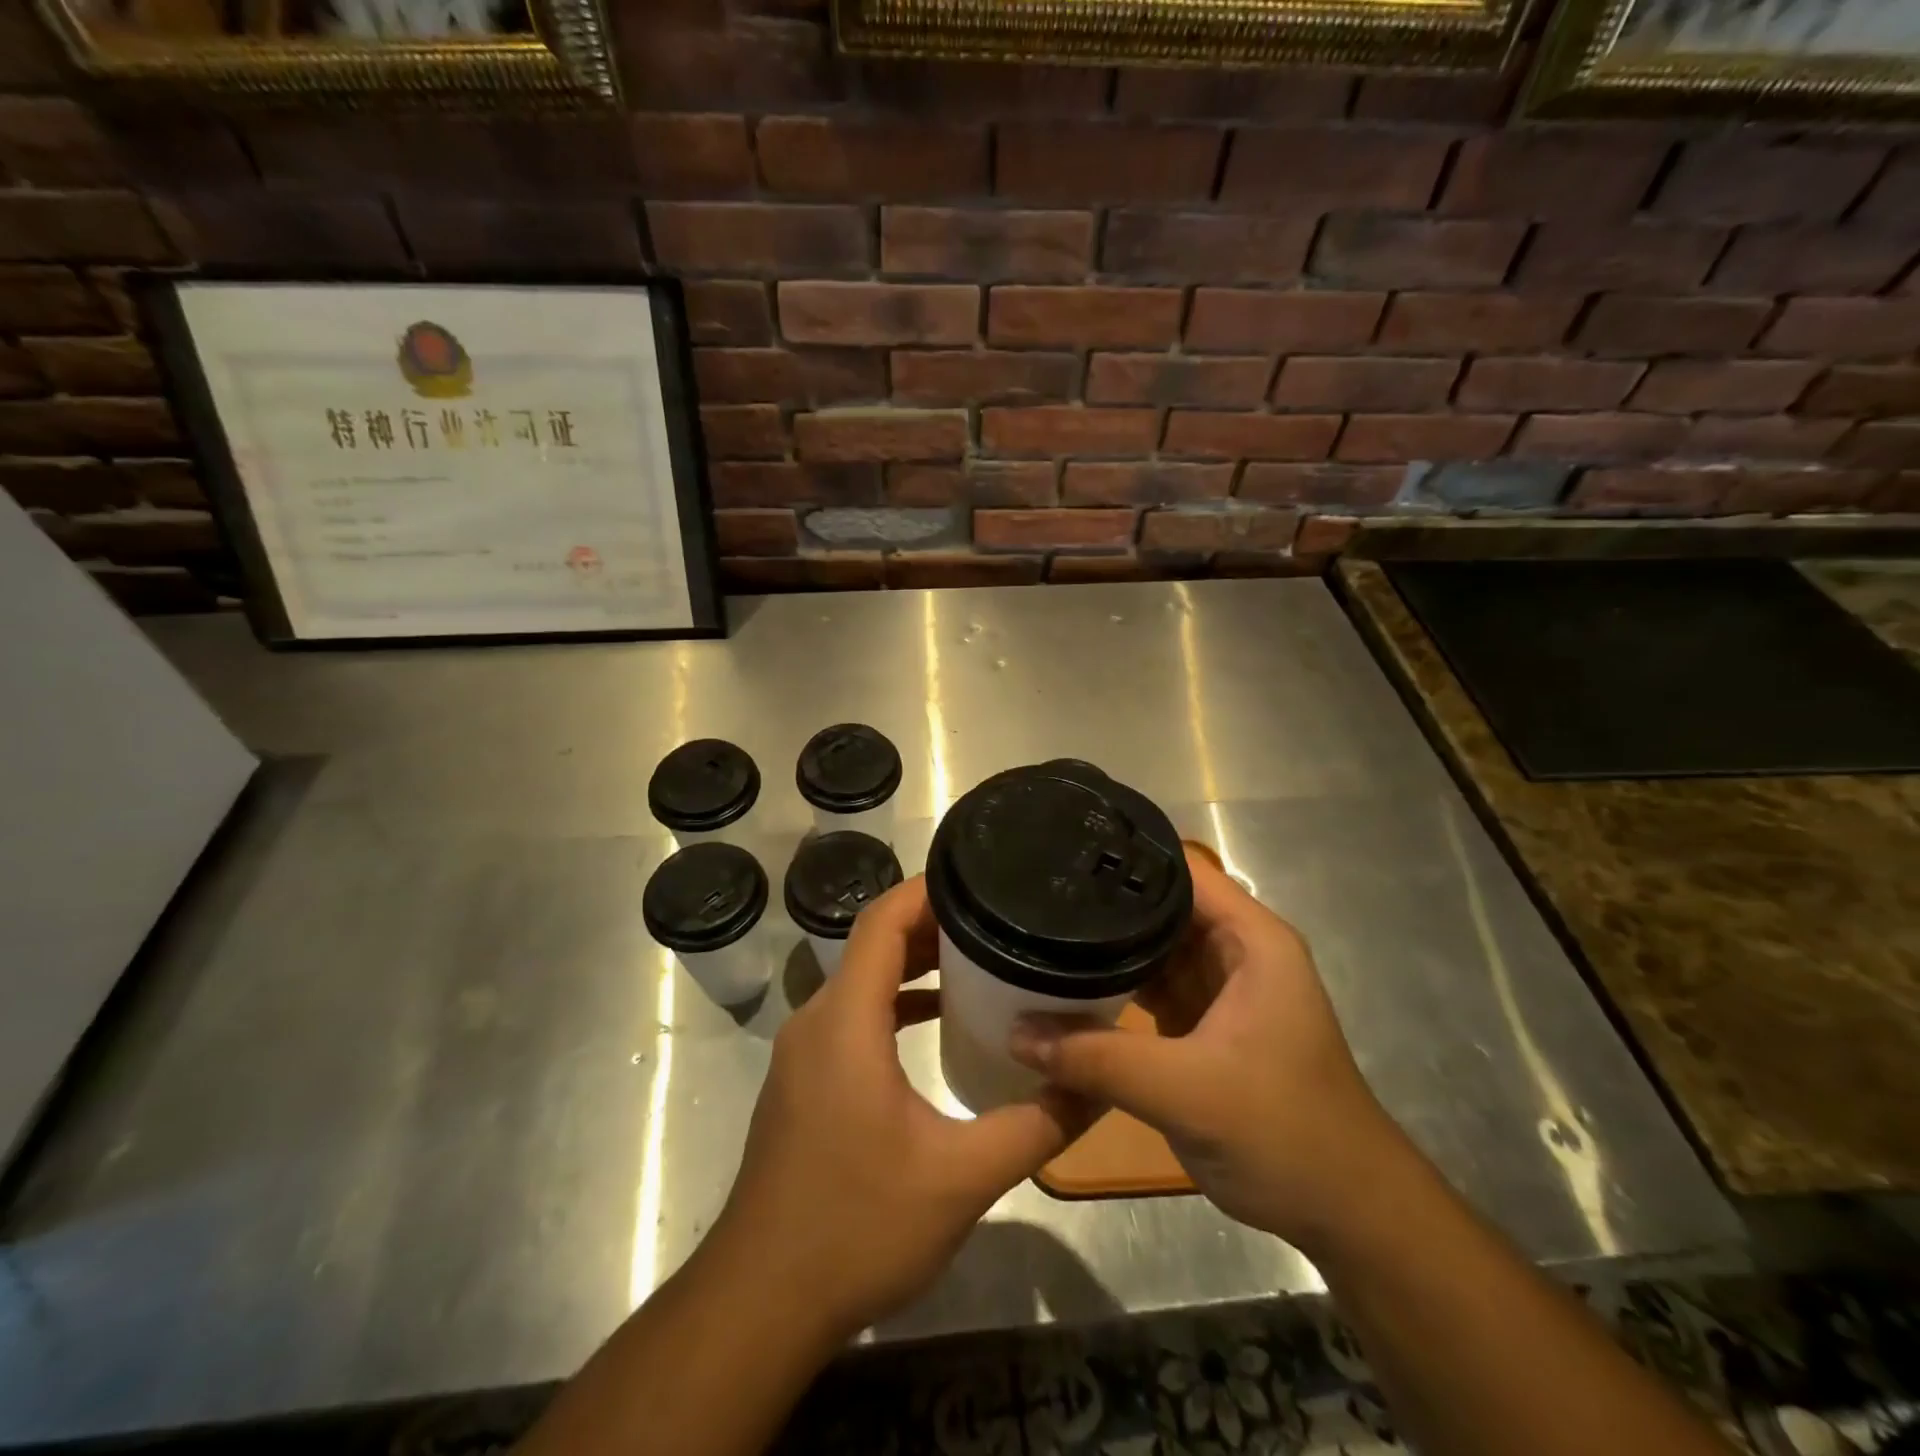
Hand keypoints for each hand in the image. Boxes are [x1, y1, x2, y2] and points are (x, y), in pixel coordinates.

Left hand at [708, 876, 1086, 1344]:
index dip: (927, 890)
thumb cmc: (857, 1227)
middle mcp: (817, 1021)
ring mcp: (805, 1051)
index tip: (980, 876)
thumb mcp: (961, 1178)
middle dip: (933, 923)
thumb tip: (1097, 1084)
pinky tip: (938, 1020)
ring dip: (914, 963)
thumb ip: (1036, 1125)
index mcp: (845, 1021)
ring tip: (979, 958)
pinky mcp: (805, 1079)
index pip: (881, 921)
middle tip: (998, 917)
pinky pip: (853, 1015)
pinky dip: (895, 1003)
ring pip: (862, 980)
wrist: (761, 1303)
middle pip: (873, 943)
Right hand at [1009, 849, 1413, 1254]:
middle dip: (1103, 902)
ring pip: (1151, 949)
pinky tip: (1065, 981)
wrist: (1343, 1213)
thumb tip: (1015, 1032)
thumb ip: (1097, 1058)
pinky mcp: (1202, 1025)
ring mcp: (1218, 989)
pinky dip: (1114, 985)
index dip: (1126, 857)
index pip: (1180, 871)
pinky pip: (1149, 987)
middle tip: (1034, 892)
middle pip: (1160, 906)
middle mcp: (1234, 951)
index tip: (1062, 853)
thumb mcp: (1186, 1091)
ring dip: (1105, 946)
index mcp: (1251, 940)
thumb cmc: (1284, 1133)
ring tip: (1037, 928)